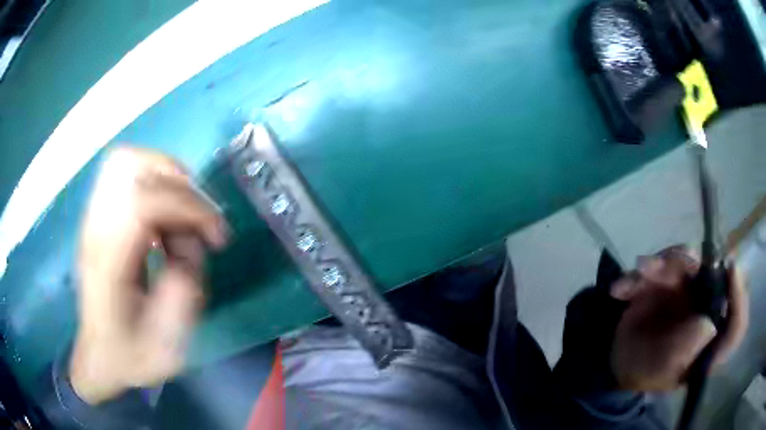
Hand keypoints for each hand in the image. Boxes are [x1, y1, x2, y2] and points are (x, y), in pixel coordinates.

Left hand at [69, 147, 227, 404]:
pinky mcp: (100, 216)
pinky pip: (127, 175)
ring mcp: (94, 219)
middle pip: (130, 166)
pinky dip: (156, 186)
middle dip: (177, 184)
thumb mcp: (164, 349)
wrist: (100, 355)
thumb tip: (190, 253)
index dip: (186, 207)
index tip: (215, 236)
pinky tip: (165, 224)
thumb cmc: (130, 356)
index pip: (141, 203)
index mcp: (107, 265)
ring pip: (127, 161)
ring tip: (183, 221)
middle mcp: (95, 231)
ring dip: (166, 179)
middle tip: (199, 223)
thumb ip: (180, 300)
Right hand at [610, 247, 747, 390]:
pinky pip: (661, 264)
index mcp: (712, 341)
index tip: (731, 269)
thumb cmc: (646, 371)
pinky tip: (620, 290)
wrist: (621, 361)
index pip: (736, 325)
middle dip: (690, 267)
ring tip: (638, 273)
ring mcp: (692, 291)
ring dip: (662, 264)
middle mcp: (709, 309)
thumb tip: (708, 323)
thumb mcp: (663, 369)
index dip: (739, 298)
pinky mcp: (673, 280)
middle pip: (712, 276)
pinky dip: (639, 275)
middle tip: (669, 266)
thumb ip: (686, 348)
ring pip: (688, 262)